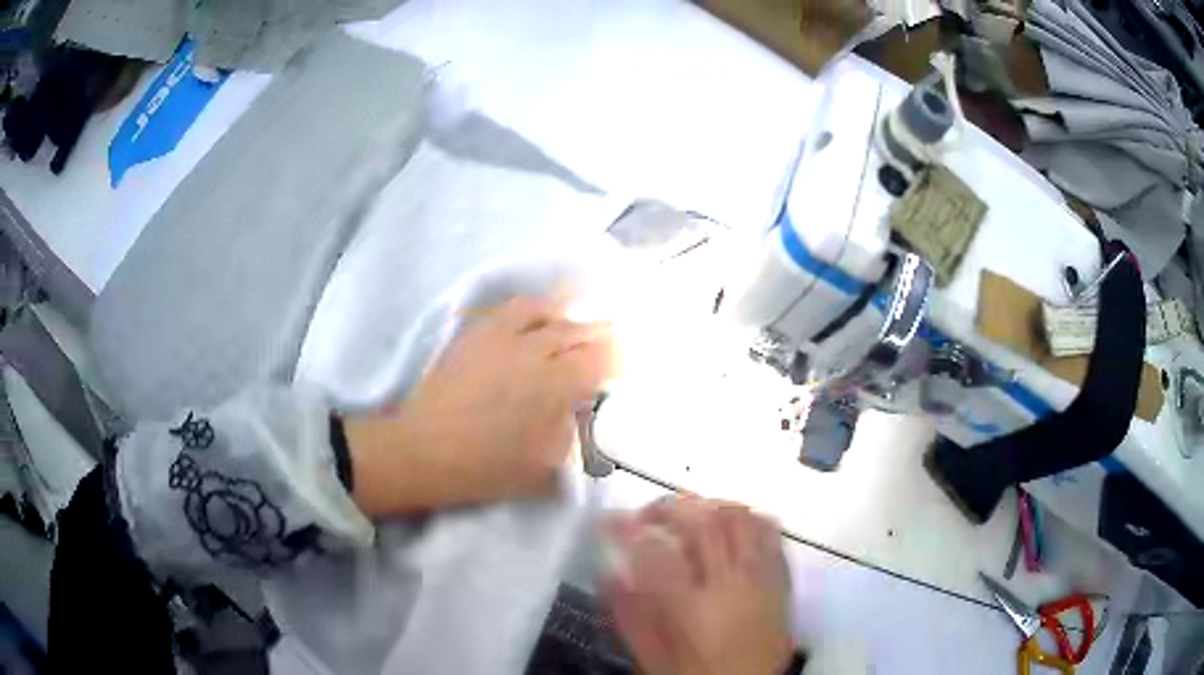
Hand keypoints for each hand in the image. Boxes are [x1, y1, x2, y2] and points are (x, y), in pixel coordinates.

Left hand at [345, 295, 613, 516]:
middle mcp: (532, 351)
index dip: (619, 358)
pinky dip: (530, 308)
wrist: (424, 451)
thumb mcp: (544, 467)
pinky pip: (509, 309)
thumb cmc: (486, 468)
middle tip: (613, 334)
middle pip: (576, 330)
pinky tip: (534, 314)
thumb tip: (586, 412)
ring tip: (577, 311)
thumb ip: (574, 438)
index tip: (628, 362)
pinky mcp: (475, 335)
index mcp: (554, 385)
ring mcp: (501, 337)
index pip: (599, 359)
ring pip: (543, 309)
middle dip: (599, 332)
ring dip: (566, 310)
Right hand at [604, 497, 793, 674]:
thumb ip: (628, 615)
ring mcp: (760, 577)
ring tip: (688, 514)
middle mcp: (729, 584)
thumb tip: (608, 574)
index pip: (654, 552)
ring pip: (739, 517)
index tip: (610, 522)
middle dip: (668, 507)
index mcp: (691, 607)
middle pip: (701, 522)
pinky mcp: (780, 578)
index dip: (626, 529)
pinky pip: (769, 531)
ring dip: (708, 506)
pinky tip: (731, 524)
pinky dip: (747, 517)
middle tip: (647, 515)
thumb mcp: (651, 656)